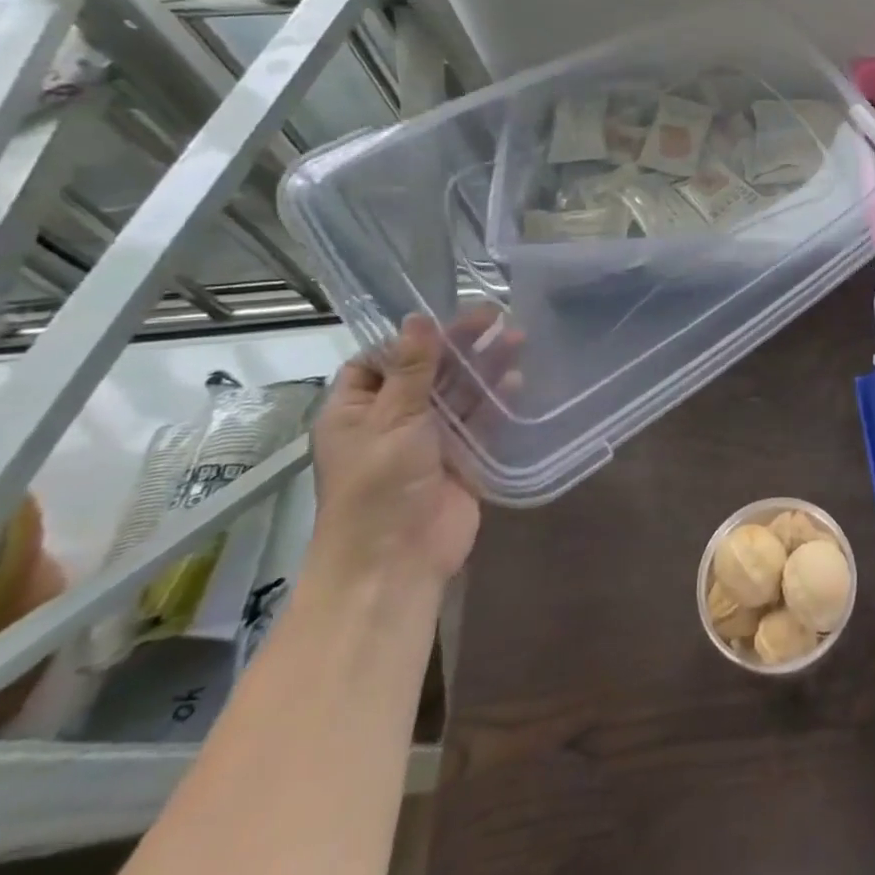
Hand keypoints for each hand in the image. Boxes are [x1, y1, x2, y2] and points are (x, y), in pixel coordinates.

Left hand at [309, 309, 519, 587]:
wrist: (397, 560)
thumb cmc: (379, 485)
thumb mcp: (393, 418)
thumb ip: (413, 367)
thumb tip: (417, 318)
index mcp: (355, 411)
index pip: (378, 361)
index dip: (410, 338)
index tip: (445, 315)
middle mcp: (391, 421)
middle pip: (427, 372)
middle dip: (459, 345)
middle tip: (495, 315)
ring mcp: (429, 441)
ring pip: (459, 394)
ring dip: (484, 367)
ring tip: (518, 337)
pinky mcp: (462, 459)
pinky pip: (482, 421)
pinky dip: (498, 400)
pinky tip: (518, 377)